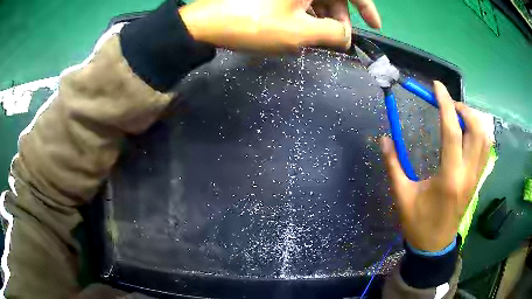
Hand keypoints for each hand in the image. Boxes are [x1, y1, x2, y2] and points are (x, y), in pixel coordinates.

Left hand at [179, 0, 380, 50]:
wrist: (208, 23)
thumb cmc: (255, 24)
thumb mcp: (300, 33)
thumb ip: (333, 33)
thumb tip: (346, 37)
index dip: (366, 6)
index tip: (375, 25)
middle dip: (340, 17)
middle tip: (339, 40)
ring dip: (323, 17)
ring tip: (319, 39)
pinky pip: (299, 0)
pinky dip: (307, 13)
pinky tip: (303, 29)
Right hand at [380, 81, 490, 251]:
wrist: (434, 247)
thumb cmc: (418, 224)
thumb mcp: (402, 196)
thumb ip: (393, 165)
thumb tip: (383, 138)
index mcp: (449, 177)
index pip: (452, 130)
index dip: (445, 103)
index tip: (436, 87)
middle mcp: (467, 173)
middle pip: (476, 129)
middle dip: (463, 109)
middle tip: (448, 106)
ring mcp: (476, 177)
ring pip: (485, 138)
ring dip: (473, 120)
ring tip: (458, 117)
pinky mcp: (477, 180)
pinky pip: (486, 150)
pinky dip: (479, 133)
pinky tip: (467, 133)